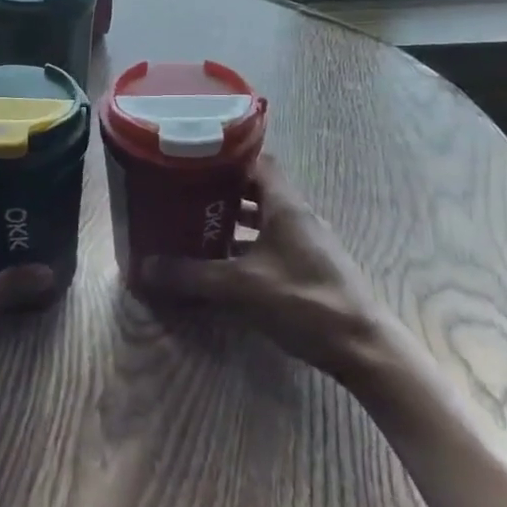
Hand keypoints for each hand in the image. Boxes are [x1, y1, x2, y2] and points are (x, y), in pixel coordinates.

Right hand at [127, 155, 401, 383]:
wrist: (362, 348)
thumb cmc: (303, 301)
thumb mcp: (240, 287)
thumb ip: (192, 275)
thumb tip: (144, 268)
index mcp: (286, 206)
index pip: (258, 162)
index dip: (227, 158)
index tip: (195, 162)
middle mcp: (300, 216)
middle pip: (259, 190)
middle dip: (223, 193)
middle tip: (188, 197)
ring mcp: (309, 243)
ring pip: (266, 220)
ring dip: (236, 223)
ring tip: (199, 228)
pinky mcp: (312, 268)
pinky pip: (274, 245)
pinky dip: (249, 248)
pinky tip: (227, 267)